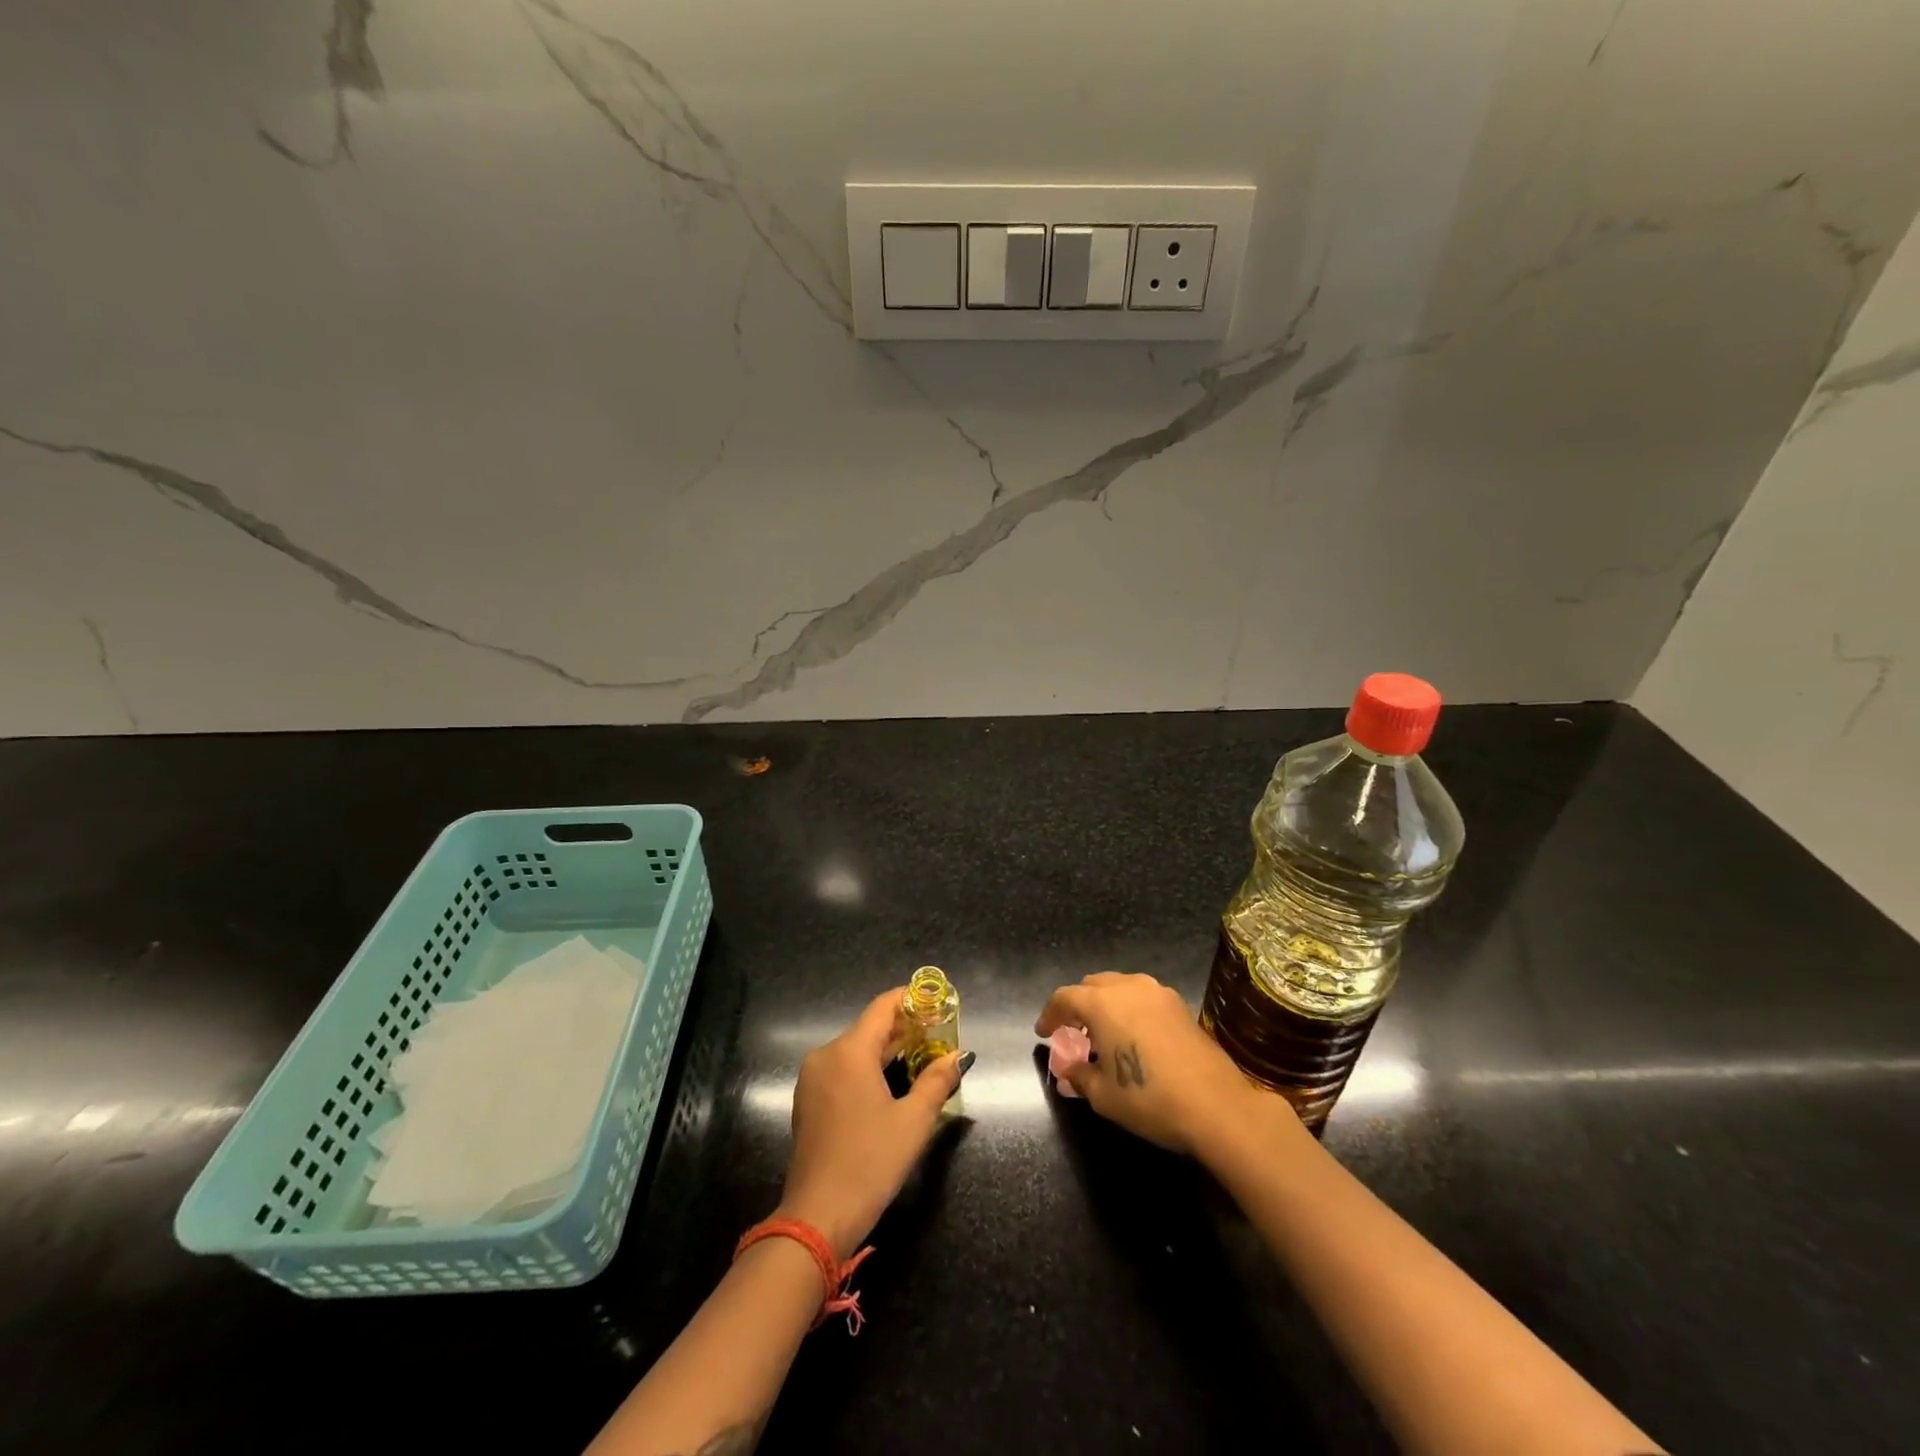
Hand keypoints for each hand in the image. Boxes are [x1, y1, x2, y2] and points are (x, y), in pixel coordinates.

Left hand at [776, 988, 968, 1257]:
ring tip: (921, 1057)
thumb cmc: (870, 1163)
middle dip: (904, 1028)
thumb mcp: (913, 1121)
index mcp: (849, 1051)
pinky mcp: (808, 1101)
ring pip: (855, 1050)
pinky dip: (867, 1068)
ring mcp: (812, 1079)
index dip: (911, 1000)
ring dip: (886, 1050)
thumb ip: (937, 1080)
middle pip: (869, 1028)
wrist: (817, 1218)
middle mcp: (826, 1055)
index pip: (883, 1007)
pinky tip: (890, 1083)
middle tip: (938, 1035)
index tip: (937, 1002)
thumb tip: (959, 1055)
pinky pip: (842, 1070)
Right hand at [1035, 971, 1271, 1158]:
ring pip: (1120, 987)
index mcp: (1102, 1003)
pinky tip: (1133, 1037)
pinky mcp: (1180, 1005)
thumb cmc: (1150, 1099)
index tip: (1043, 1034)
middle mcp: (1128, 987)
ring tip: (1103, 1034)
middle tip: (1072, 1033)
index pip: (1064, 998)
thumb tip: (1067, 1070)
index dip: (1050, 1015)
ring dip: (1105, 1005)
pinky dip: (1129, 1009)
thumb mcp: (1104, 1095)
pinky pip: (1143, 997)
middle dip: (1077, 1006)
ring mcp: (1158, 993)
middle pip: (1092, 985)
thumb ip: (1079, 1075)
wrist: (1217, 1106)